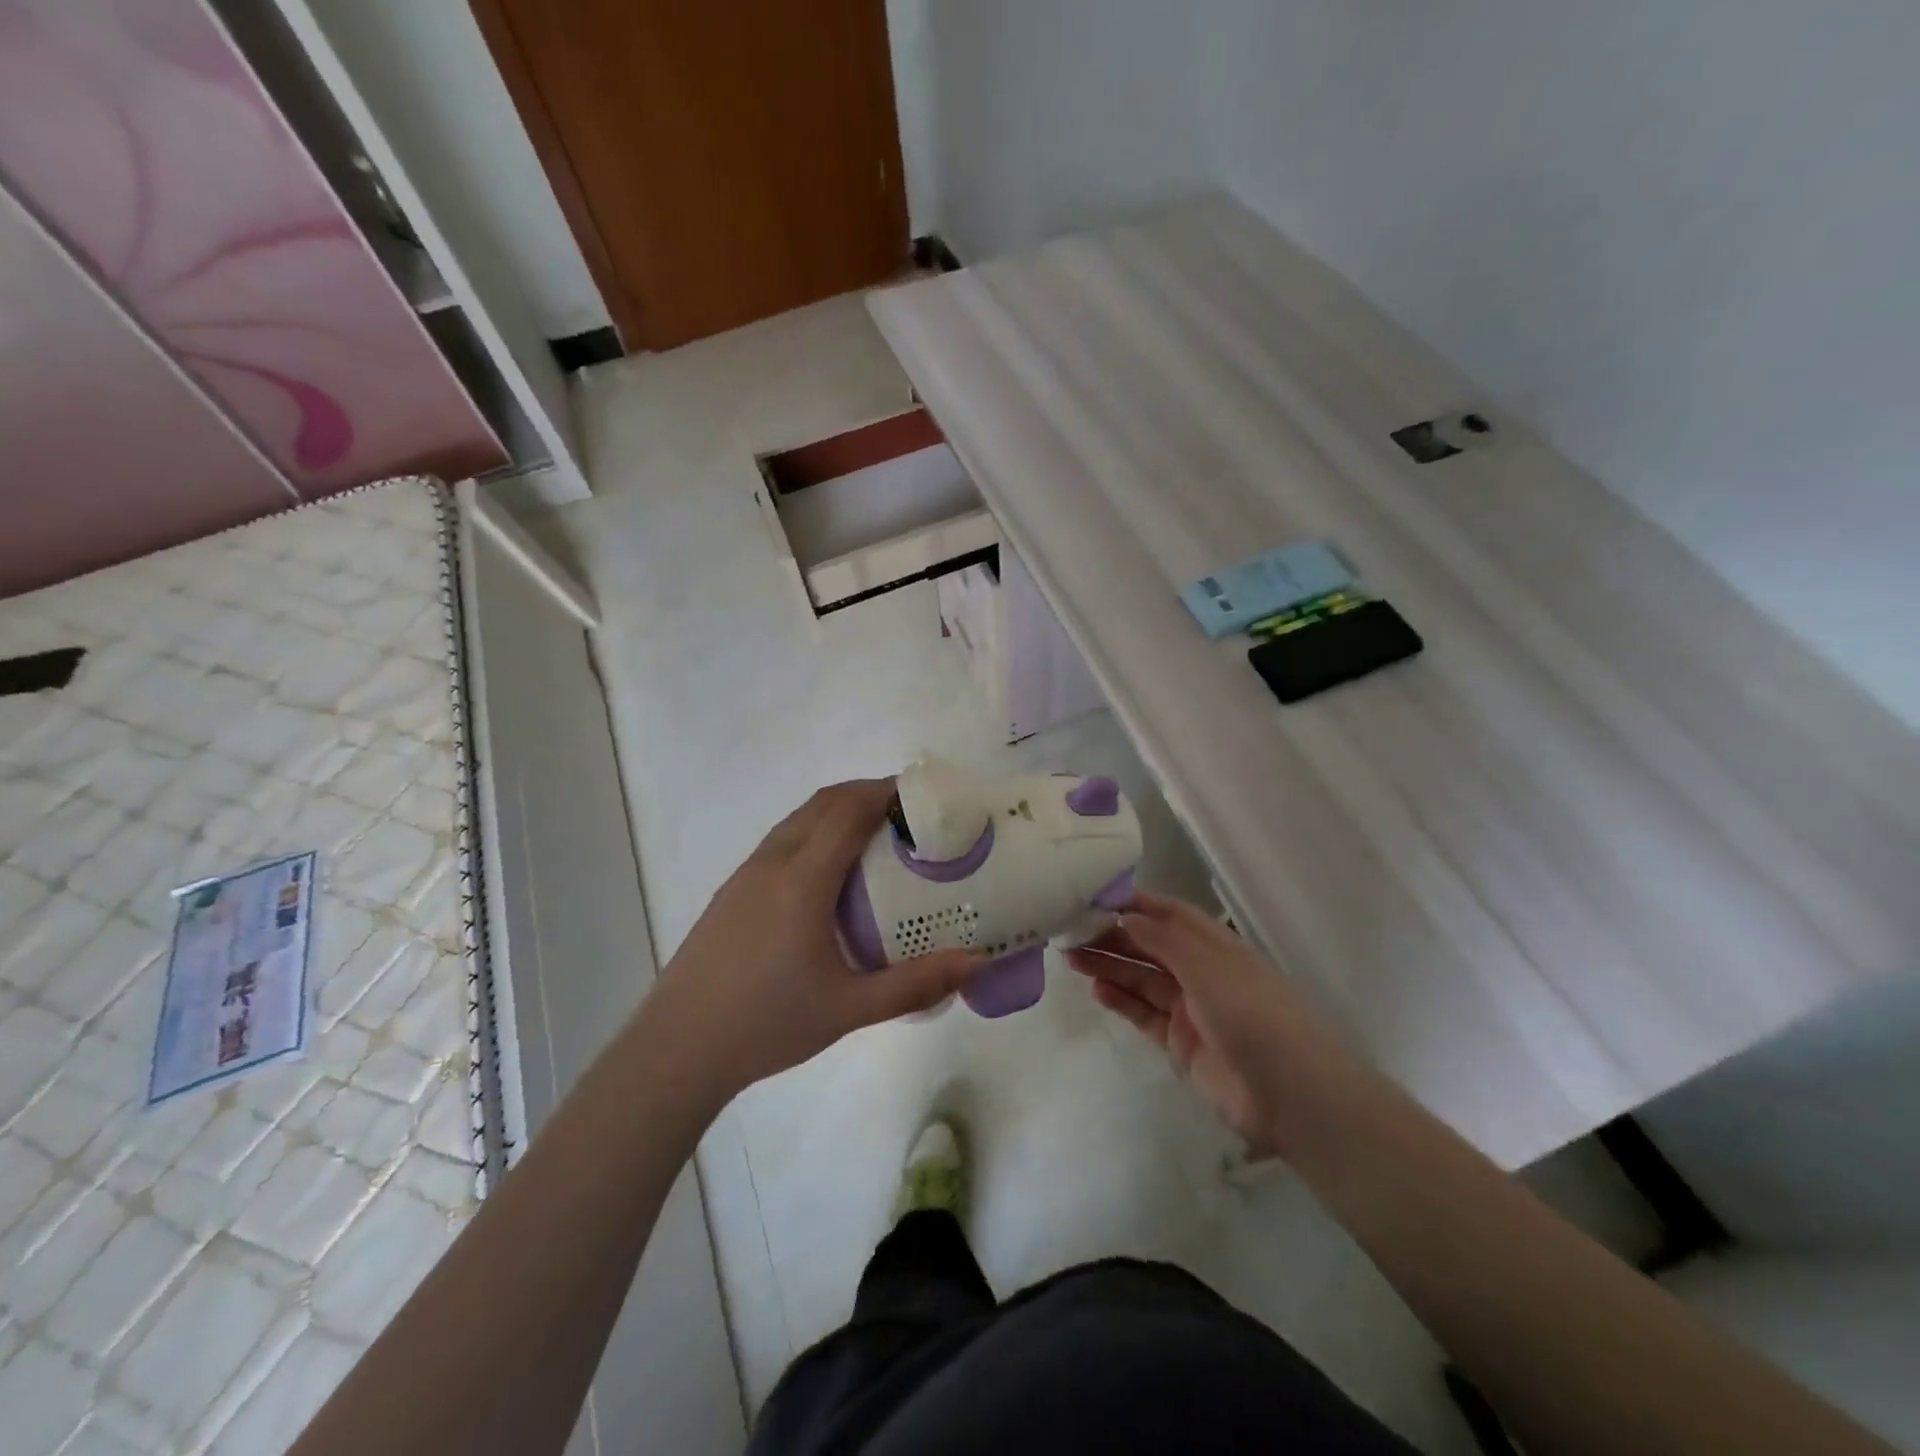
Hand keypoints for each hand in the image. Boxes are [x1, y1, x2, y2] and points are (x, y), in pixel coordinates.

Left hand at [652, 779, 983, 1097]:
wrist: (678, 1047)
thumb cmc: (767, 1022)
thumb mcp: (850, 1008)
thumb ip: (915, 983)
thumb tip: (977, 963)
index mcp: (803, 879)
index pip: (848, 810)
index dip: (886, 792)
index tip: (923, 797)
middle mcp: (774, 862)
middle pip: (824, 802)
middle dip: (867, 794)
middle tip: (909, 816)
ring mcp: (747, 874)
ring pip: (799, 819)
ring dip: (838, 811)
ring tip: (876, 839)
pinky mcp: (732, 891)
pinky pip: (782, 841)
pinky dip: (815, 832)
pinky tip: (829, 876)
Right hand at [1066, 892, 1352, 1156]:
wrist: (1288, 1094)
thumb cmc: (1251, 1013)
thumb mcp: (1206, 965)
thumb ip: (1161, 939)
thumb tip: (1123, 915)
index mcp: (1214, 945)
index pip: (1169, 914)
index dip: (1135, 903)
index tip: (1094, 896)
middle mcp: (1200, 971)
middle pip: (1149, 946)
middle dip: (1112, 936)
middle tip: (1070, 931)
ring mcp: (1189, 1008)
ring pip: (1141, 979)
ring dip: (1109, 966)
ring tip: (1071, 958)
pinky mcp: (1179, 1043)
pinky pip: (1143, 1014)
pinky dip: (1120, 1001)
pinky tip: (1095, 990)